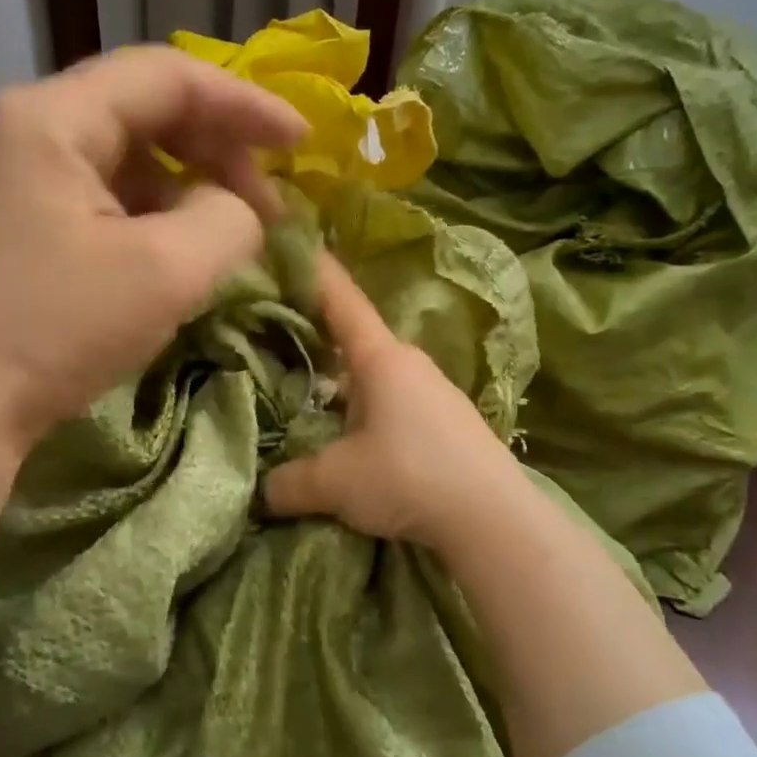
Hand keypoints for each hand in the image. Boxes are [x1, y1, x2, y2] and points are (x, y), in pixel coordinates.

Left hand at [0, 48, 306, 468]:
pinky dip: (156, 218)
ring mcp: (23, 180)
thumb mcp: (166, 271)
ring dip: (190, 188)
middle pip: (147, 112)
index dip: (245, 103)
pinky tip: (182, 254)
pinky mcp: (25, 226)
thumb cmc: (56, 330)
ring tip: (234, 234)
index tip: (303, 144)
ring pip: (130, 160)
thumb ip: (229, 218)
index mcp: (55, 118)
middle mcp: (32, 132)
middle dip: (219, 150)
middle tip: (269, 204)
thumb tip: (238, 208)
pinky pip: (108, 200)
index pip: (168, 76)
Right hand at [263, 254, 528, 549]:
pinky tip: (353, 443)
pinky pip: (395, 405)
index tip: (291, 237)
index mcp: (381, 359)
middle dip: (317, 339)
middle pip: (354, 342)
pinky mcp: (448, 424)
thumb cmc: (408, 477)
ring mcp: (434, 393)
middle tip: (277, 340)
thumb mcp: (334, 482)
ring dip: (343, 386)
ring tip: (309, 403)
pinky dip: (366, 412)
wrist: (493, 519)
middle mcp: (410, 365)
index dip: (314, 269)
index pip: (341, 300)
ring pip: (375, 378)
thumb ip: (289, 483)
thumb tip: (262, 492)